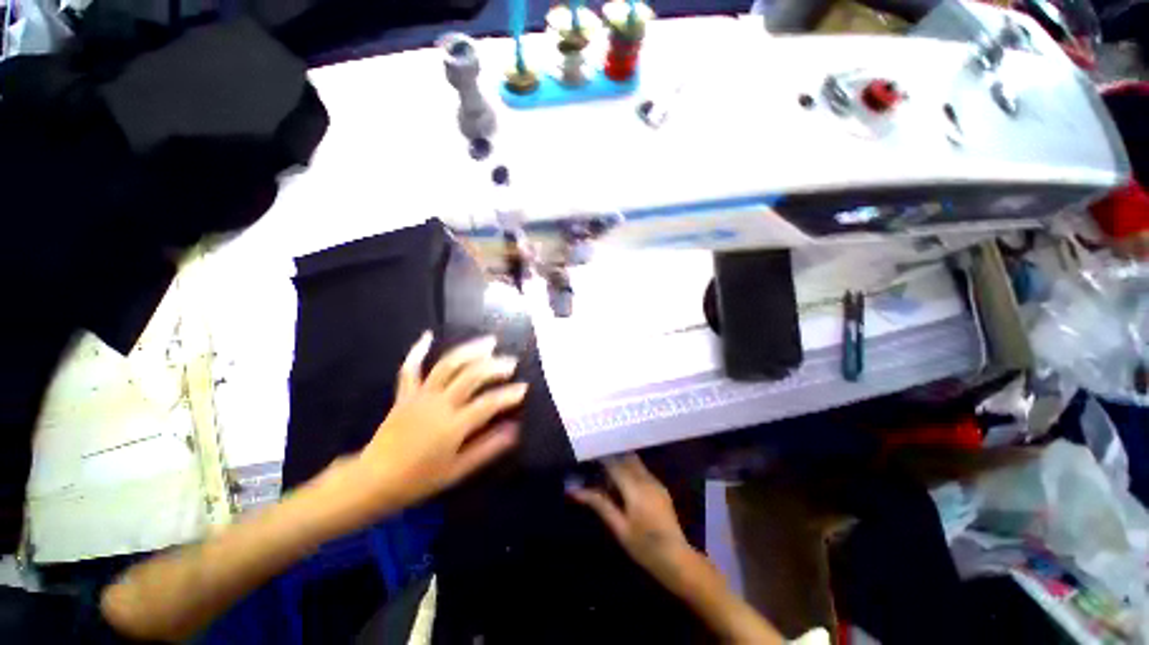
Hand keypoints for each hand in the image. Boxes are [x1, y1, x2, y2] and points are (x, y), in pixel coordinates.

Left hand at [355, 332, 526, 509]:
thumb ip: (487, 448)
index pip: (488, 403)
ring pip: (448, 365)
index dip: (509, 394)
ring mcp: (420, 395)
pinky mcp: (405, 394)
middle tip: (511, 362)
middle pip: (471, 376)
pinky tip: (428, 335)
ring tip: (489, 342)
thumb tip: (515, 429)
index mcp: (453, 425)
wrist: (373, 481)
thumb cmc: (418, 479)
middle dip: (495, 366)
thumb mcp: (457, 471)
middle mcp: (439, 404)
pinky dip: (418, 350)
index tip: (524, 388)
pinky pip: (410, 368)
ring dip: (470, 350)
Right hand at [569, 454, 691, 581]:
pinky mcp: (661, 488)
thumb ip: (599, 504)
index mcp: (634, 488)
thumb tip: (575, 490)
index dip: (600, 458)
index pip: (614, 463)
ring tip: (608, 479)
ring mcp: (656, 482)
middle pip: (626, 458)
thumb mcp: (618, 527)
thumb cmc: (644, 547)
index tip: (588, 457)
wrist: (676, 559)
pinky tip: (624, 488)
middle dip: (611, 459)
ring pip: (635, 463)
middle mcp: (646, 479)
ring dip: (621, 465)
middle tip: (596, 468)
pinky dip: (630, 472)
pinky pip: (642, 471)